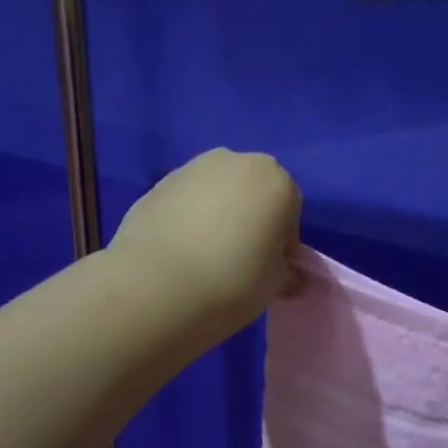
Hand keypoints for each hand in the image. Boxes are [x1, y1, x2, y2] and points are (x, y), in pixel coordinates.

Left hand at [110, 148, 301, 336]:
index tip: (269, 268)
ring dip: (218, 215)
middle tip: (240, 259)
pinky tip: (180, 251)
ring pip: (217, 192)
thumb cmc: (234, 281)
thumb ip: (286, 272)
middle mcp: (237, 162)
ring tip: (206, 256)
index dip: (282, 243)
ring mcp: (192, 168)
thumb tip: (288, 275)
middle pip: (253, 192)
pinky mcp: (157, 183)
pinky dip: (188, 218)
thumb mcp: (275, 285)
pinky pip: (186, 201)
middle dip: (251, 219)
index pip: (290, 211)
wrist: (158, 286)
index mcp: (277, 181)